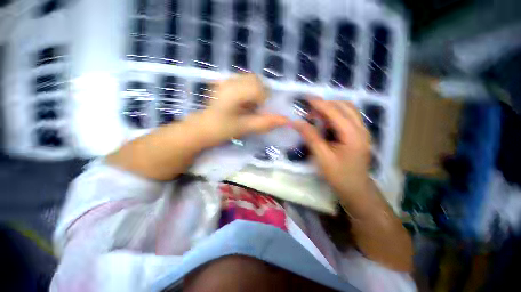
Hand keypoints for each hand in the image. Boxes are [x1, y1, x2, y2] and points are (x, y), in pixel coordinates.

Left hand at [192, 74, 287, 145]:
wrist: (201, 129)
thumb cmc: (221, 129)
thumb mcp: (245, 127)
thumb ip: (265, 123)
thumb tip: (286, 120)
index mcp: (234, 90)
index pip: (259, 88)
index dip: (265, 101)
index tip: (260, 112)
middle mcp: (230, 81)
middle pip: (256, 80)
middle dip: (261, 95)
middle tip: (256, 109)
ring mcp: (226, 80)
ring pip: (250, 80)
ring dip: (255, 93)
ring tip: (249, 107)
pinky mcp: (225, 84)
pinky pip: (243, 82)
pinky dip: (248, 92)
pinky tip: (243, 103)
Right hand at [293, 99, 371, 205]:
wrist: (356, 189)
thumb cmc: (339, 175)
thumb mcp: (322, 157)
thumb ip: (311, 137)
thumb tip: (297, 122)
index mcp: (353, 134)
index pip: (335, 111)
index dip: (319, 103)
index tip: (306, 98)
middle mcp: (361, 128)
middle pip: (344, 106)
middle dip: (326, 104)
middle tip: (309, 110)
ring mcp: (362, 131)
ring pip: (348, 110)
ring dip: (331, 108)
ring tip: (316, 114)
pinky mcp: (359, 134)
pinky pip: (348, 117)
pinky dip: (335, 115)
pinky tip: (325, 122)